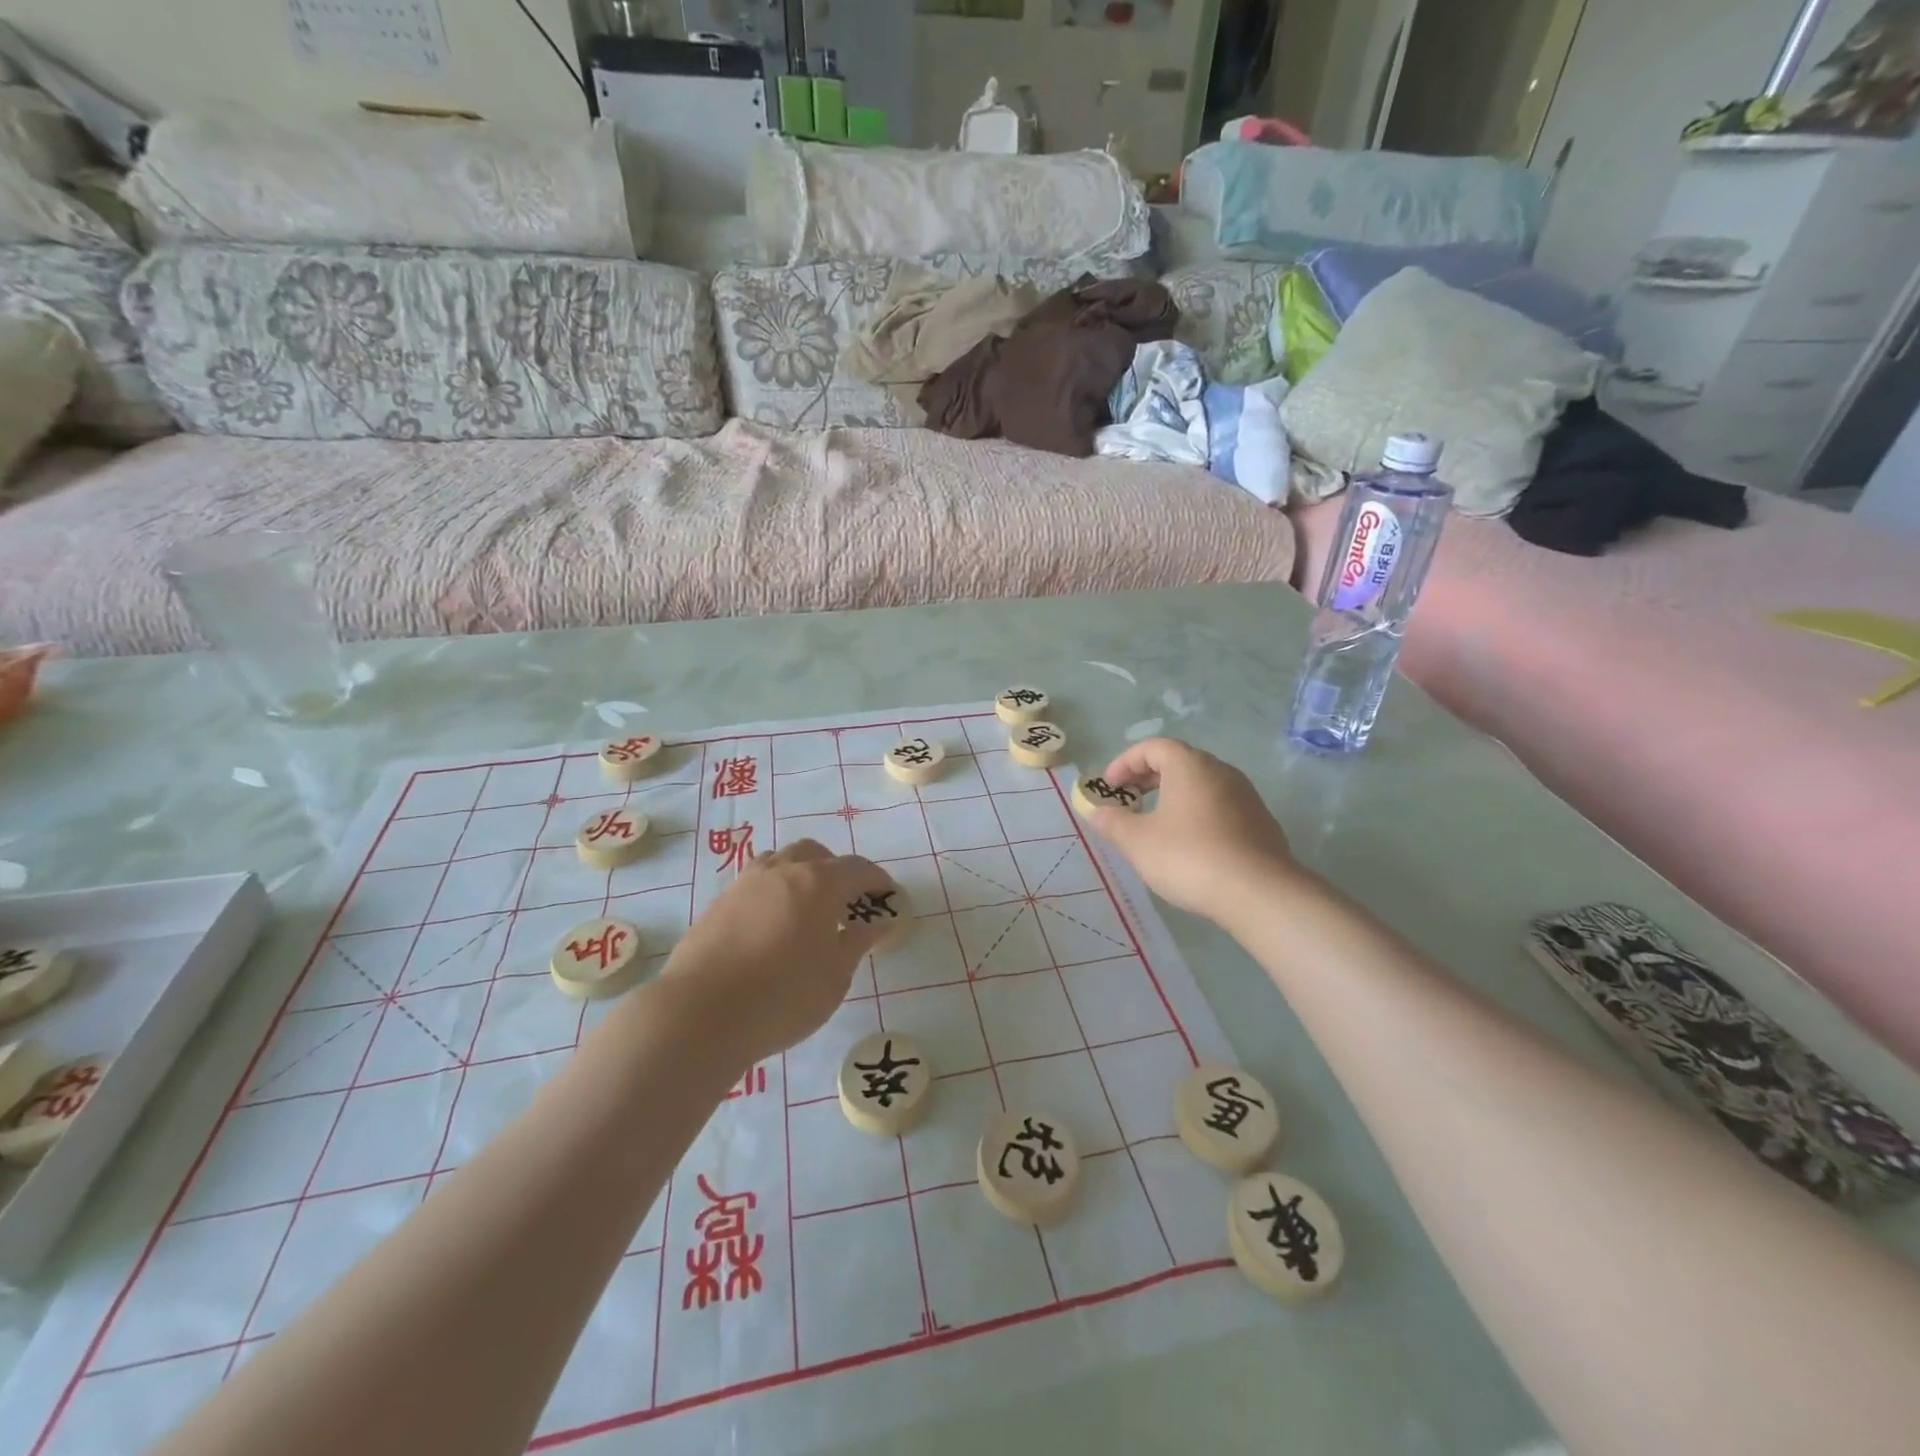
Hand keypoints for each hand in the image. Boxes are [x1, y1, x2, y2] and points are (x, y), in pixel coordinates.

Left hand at [658, 841, 895, 1065]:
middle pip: (814, 854)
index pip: (856, 868)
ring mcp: (744, 884)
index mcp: (818, 883)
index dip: (876, 880)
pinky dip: (771, 894)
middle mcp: (781, 871)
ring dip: (798, 875)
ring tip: (804, 910)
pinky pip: (754, 885)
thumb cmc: (782, 996)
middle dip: (834, 870)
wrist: (699, 1013)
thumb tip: (875, 925)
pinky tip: (770, 928)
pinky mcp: (717, 904)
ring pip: (779, 862)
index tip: (887, 895)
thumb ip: (856, 943)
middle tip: (844, 902)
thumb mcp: (834, 976)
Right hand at [1081, 738, 1300, 924]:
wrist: (1259, 892)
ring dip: (1173, 797)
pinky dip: (1196, 814)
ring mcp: (1245, 795)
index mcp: (1189, 765)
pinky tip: (1188, 845)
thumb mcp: (1137, 841)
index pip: (1152, 747)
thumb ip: (1112, 822)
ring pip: (1200, 785)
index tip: (1109, 787)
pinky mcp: (1259, 821)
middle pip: (1178, 762)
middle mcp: (1220, 770)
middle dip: (1147, 779)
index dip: (1125, 763)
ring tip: (1155, 825)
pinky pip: (1219, 806)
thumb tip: (1096, 811)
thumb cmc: (1189, 857)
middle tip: (1128, 803)